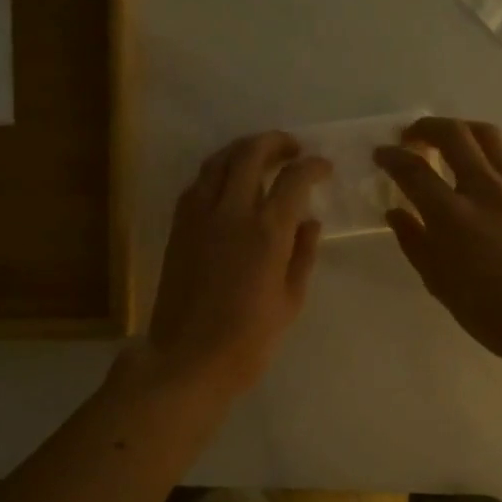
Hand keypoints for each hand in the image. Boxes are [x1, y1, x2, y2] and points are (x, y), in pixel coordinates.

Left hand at [145, 132, 330, 399]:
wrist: (187, 359)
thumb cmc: (248, 340)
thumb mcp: (290, 301)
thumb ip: (302, 255)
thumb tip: (309, 221)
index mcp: (267, 231)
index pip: (294, 179)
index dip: (313, 166)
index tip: (323, 167)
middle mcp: (231, 212)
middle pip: (250, 153)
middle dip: (275, 142)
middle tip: (292, 148)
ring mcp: (198, 216)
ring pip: (218, 161)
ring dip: (242, 150)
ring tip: (260, 156)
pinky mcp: (178, 227)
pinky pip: (197, 183)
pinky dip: (216, 172)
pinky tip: (228, 183)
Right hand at [375, 118, 501, 363]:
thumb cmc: (491, 312)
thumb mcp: (439, 283)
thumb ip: (414, 241)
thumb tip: (396, 212)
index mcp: (453, 216)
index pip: (413, 170)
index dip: (392, 157)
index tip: (382, 154)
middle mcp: (486, 189)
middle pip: (453, 134)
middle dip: (426, 127)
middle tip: (413, 136)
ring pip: (489, 136)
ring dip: (463, 131)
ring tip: (452, 141)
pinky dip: (494, 153)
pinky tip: (489, 167)